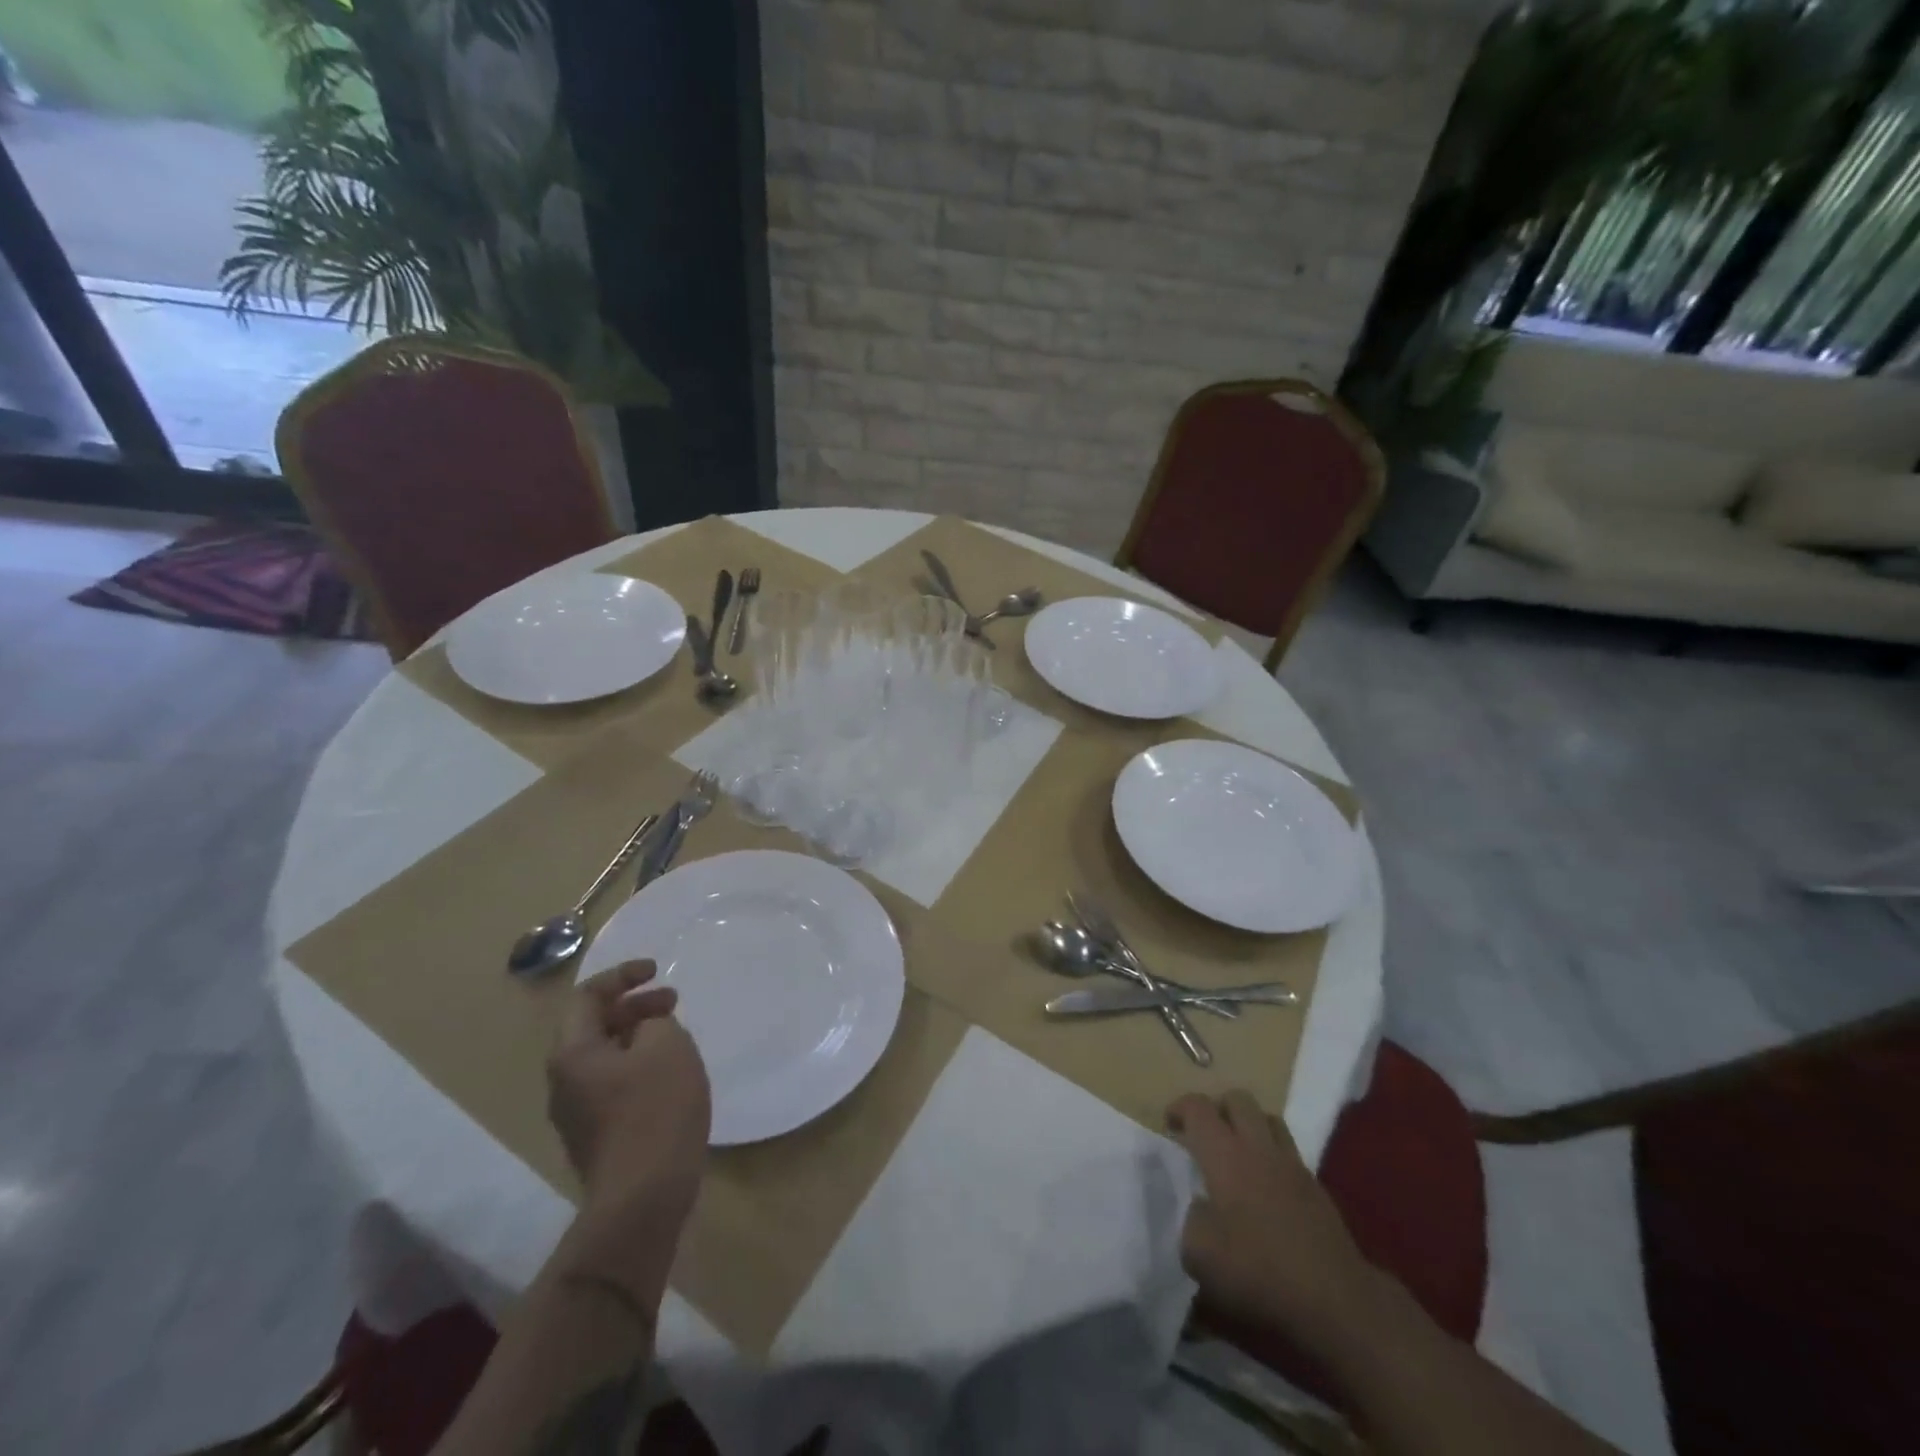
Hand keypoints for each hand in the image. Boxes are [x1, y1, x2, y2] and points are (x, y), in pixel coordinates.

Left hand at [547, 961, 710, 1305]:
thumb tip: (647, 1028)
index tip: (658, 971)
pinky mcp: (596, 1136)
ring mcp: (577, 1113)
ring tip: (676, 1036)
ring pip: (606, 1056)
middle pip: (594, 1026)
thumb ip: (656, 1021)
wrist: (643, 1198)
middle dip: (634, 1006)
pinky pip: (614, 1084)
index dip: (622, 975)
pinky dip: (639, 1065)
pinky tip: (670, 1075)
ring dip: (639, 1036)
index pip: (587, 996)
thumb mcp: (667, 1045)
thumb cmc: (655, 1109)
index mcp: (573, 1053)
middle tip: (674, 1002)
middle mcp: (564, 1081)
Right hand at [1168, 1091, 1375, 1344]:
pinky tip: (1266, 1186)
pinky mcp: (1316, 1187)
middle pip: (1238, 1099)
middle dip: (1217, 1108)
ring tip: (1236, 1152)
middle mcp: (1258, 1147)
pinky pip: (1289, 1151)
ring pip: (1268, 1118)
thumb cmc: (1258, 1271)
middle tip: (1204, 1134)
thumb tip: (1200, 1206)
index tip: (1169, 1126)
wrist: (1335, 1301)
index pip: (1198, 1107)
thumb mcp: (1199, 1254)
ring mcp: (1292, 1164)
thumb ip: (1190, 1218)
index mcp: (1224, 1154)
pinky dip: (1272, 1155)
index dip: (1180, 1108)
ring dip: (1248, 1125)